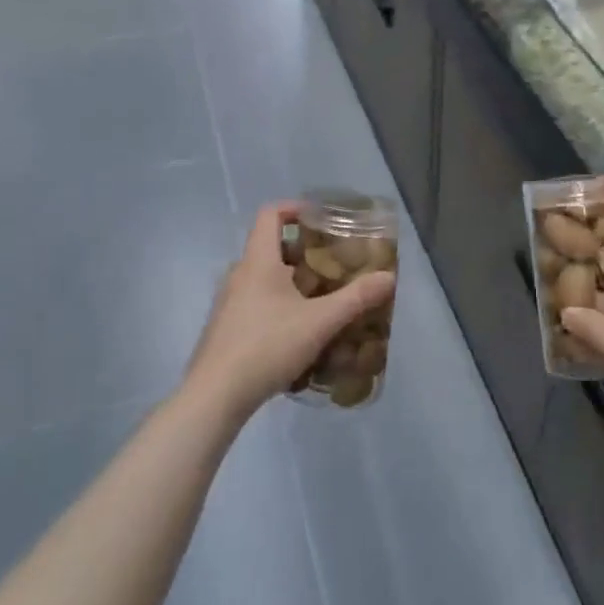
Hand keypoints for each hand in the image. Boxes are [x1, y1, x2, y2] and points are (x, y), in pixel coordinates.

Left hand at [185, 202, 394, 421]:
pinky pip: (256, 302)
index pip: (270, 214)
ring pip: (263, 277)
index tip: (321, 219)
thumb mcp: (319, 322)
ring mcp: (229, 302)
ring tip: (321, 297)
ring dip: (291, 280)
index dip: (295, 209)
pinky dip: (278, 303)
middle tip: (332, 263)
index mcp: (258, 261)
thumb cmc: (266, 346)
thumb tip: (388, 277)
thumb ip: (355, 298)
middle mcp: (239, 274)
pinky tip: (298, 331)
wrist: (215, 395)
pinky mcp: (226, 328)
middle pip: (270, 247)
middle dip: (302, 250)